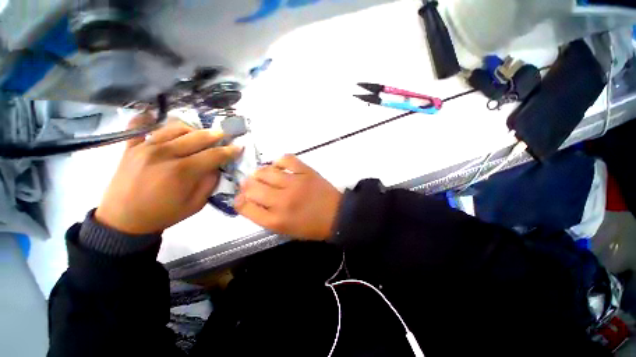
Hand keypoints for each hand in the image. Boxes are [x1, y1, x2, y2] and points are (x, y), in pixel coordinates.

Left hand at [95, 114, 242, 233]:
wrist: (123, 220)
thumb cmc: (163, 214)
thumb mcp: (196, 204)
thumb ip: (209, 183)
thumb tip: (216, 166)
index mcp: (182, 172)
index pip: (213, 155)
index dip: (229, 151)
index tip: (239, 147)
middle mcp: (164, 154)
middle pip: (196, 137)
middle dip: (214, 135)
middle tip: (223, 135)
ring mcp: (144, 148)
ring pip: (174, 128)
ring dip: (191, 129)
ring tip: (198, 134)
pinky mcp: (129, 147)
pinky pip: (138, 126)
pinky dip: (146, 119)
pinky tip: (152, 115)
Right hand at [235, 155, 341, 240]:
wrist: (337, 216)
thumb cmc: (310, 227)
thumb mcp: (285, 230)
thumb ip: (265, 216)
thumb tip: (249, 200)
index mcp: (275, 220)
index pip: (244, 206)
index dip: (239, 200)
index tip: (242, 198)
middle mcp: (281, 201)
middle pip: (251, 186)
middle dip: (247, 185)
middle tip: (253, 185)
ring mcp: (295, 183)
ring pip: (265, 171)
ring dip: (260, 173)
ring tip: (265, 176)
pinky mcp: (306, 171)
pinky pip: (286, 159)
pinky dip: (279, 162)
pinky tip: (280, 167)